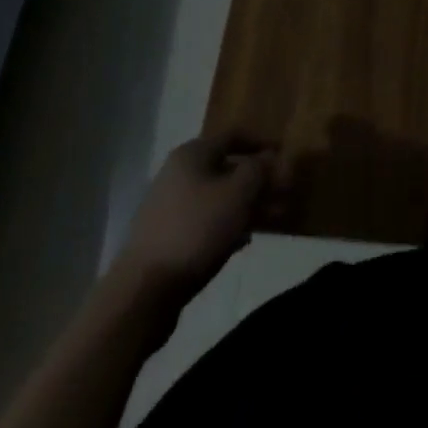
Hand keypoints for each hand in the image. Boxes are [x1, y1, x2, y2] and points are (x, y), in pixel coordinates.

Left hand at [108, 135, 271, 305]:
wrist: (143, 291)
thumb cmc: (196, 229)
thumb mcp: (238, 193)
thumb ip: (259, 170)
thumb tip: (270, 157)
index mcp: (192, 154)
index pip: (234, 136)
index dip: (262, 143)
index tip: (285, 157)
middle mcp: (178, 173)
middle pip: (227, 169)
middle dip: (258, 181)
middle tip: (284, 194)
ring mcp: (169, 207)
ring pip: (218, 198)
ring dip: (246, 205)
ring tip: (271, 221)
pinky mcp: (165, 238)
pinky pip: (205, 221)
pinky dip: (227, 225)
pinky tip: (242, 242)